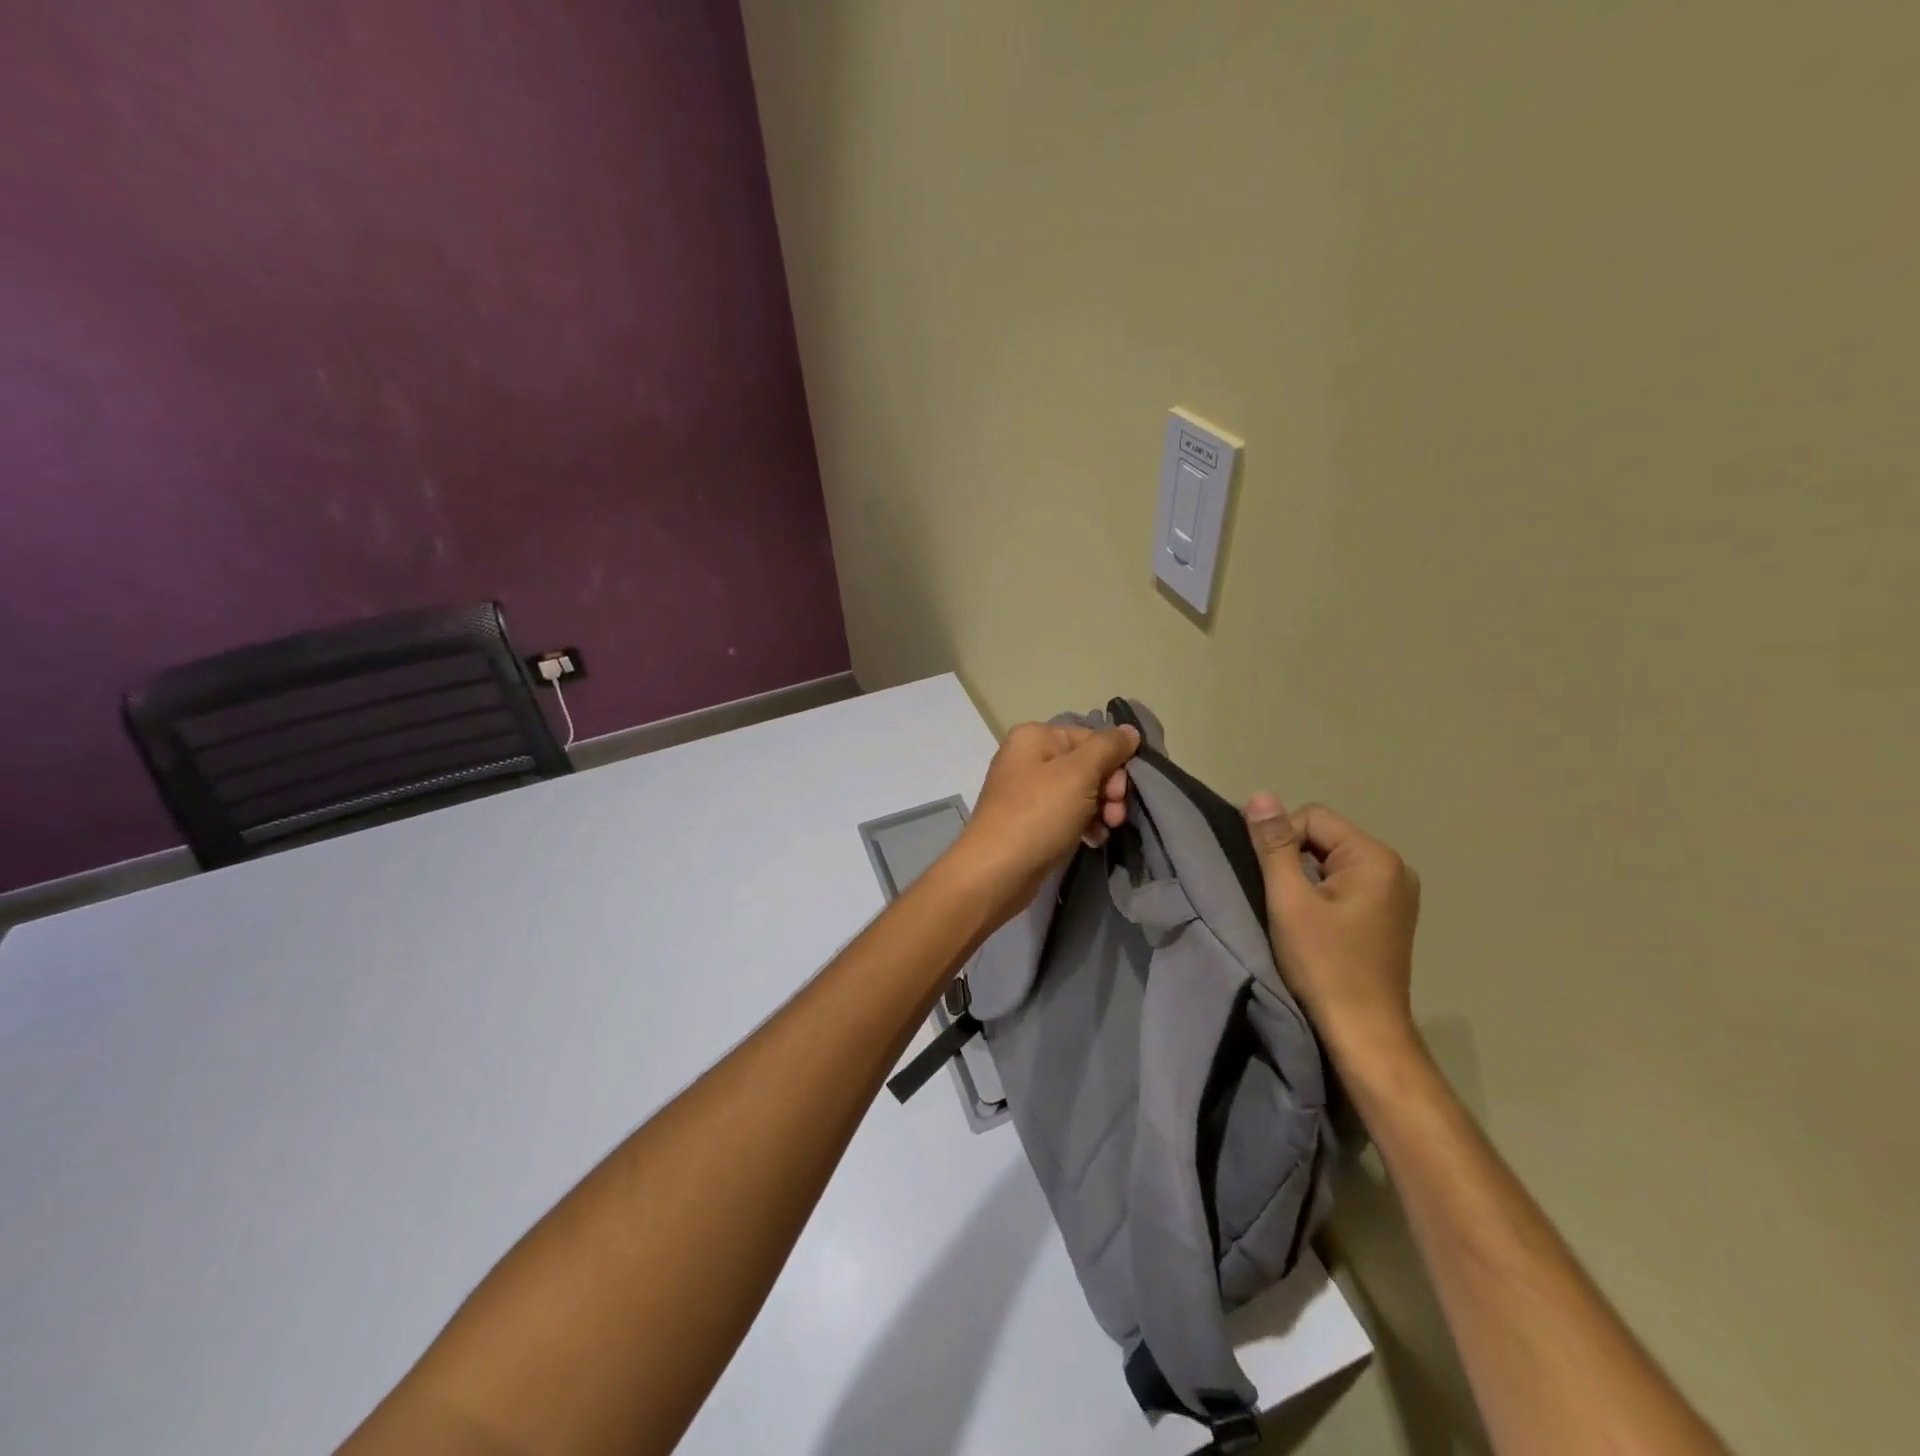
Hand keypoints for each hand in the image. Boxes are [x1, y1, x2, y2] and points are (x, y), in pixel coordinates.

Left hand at [950, 721, 1139, 920]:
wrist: (996, 872)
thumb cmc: (1038, 816)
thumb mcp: (1079, 775)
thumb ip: (1108, 748)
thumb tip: (1130, 731)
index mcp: (1035, 737)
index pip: (1091, 738)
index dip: (1114, 762)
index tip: (1121, 792)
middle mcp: (1028, 757)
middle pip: (1087, 764)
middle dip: (1109, 789)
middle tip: (1115, 814)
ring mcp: (1027, 790)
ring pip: (1080, 791)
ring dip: (1101, 809)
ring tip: (1107, 829)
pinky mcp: (1030, 820)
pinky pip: (1067, 813)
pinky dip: (1084, 824)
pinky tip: (1093, 840)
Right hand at [1244, 796, 1421, 1068]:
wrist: (1363, 1031)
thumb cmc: (1324, 963)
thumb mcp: (1289, 899)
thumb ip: (1274, 844)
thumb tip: (1260, 796)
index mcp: (1375, 857)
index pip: (1312, 818)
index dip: (1282, 843)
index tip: (1273, 884)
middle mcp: (1395, 867)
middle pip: (1324, 837)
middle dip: (1295, 861)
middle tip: (1284, 903)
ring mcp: (1397, 893)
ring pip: (1332, 862)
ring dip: (1307, 881)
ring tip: (1298, 917)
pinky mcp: (1391, 915)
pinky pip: (1347, 884)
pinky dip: (1324, 896)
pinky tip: (1317, 927)